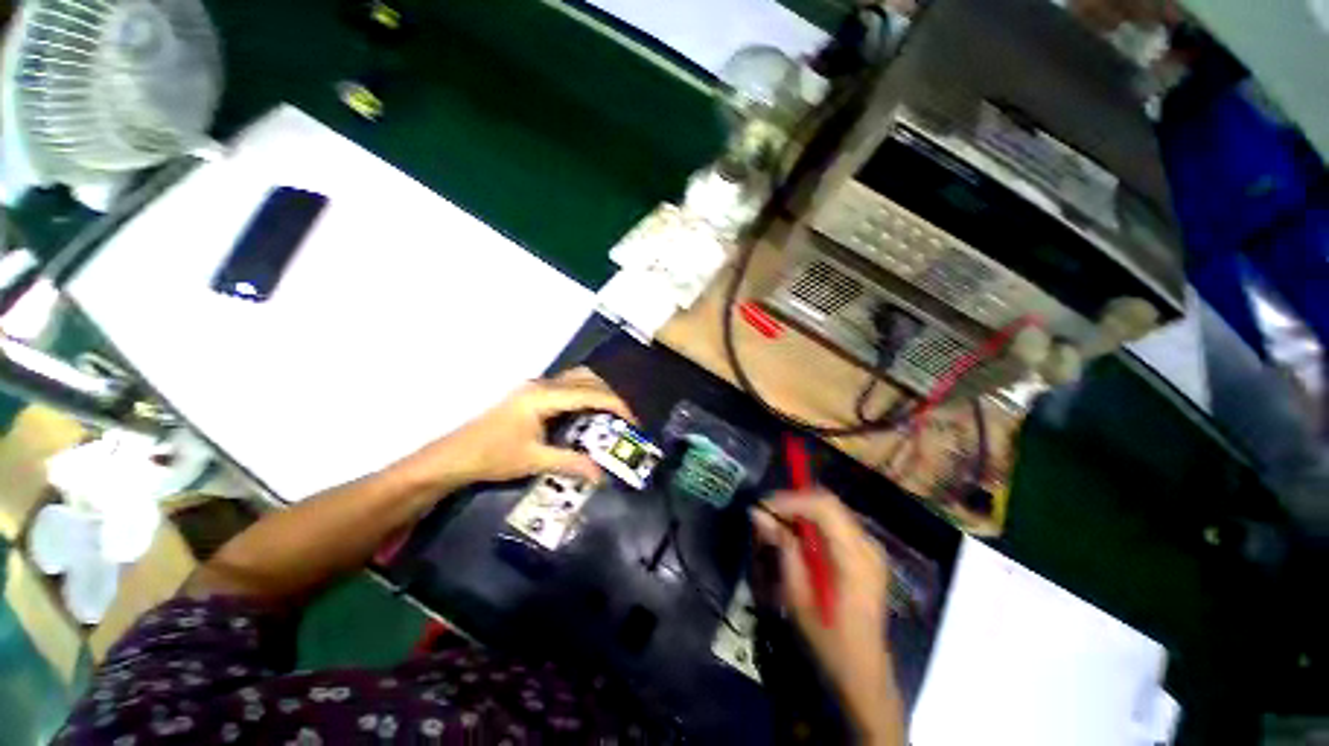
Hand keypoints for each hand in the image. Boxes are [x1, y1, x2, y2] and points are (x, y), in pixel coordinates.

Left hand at [400, 368, 636, 489]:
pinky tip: (586, 414)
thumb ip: (571, 463)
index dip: (616, 406)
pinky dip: (584, 395)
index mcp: (544, 396)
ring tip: (610, 416)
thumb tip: (602, 475)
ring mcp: (535, 387)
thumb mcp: (534, 461)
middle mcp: (542, 385)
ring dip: (597, 393)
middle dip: (610, 397)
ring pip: (577, 379)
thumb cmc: (492, 456)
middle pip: (587, 380)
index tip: (633, 422)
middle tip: (624, 420)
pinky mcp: (531, 394)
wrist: (452, 456)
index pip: (591, 394)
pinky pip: (567, 386)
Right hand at [752, 491, 903, 744]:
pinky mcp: (867, 554)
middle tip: (766, 513)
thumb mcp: (798, 597)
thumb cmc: (829, 641)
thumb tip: (758, 514)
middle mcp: (868, 545)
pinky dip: (812, 521)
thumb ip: (782, 549)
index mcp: (856, 558)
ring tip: (776, 523)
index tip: (762, 507)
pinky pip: (836, 523)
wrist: (863, 674)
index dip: (790, 500)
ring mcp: (871, 548)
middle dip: (793, 501)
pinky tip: (796, 536)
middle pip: (829, 502)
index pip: (824, 507)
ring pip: (832, 509)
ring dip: (802, 510)